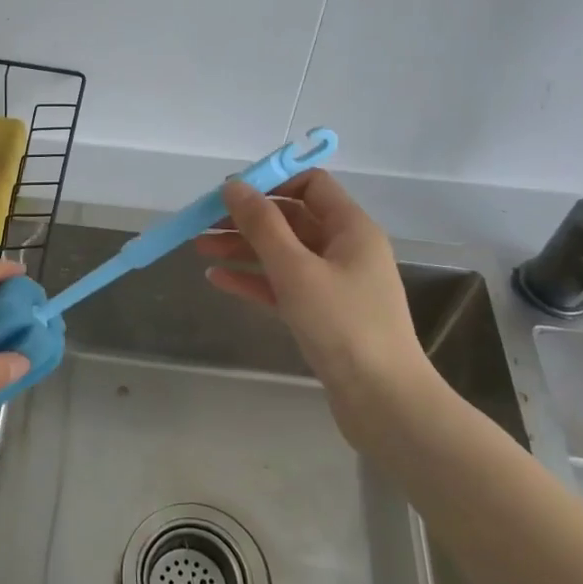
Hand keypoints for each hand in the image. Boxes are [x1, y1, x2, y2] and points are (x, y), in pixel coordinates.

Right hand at [195, 170, 436, 429]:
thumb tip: (234, 185)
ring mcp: (334, 283)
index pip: (311, 185)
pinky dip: (253, 279)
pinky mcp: (322, 314)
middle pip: (290, 219)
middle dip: (246, 219)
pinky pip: (282, 285)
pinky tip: (218, 279)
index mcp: (351, 228)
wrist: (382, 401)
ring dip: (243, 248)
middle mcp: (345, 249)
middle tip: (202, 224)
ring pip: (282, 254)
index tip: (231, 194)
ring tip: (199, 249)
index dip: (271, 183)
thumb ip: (262, 225)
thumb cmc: (343, 325)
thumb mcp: (296, 269)